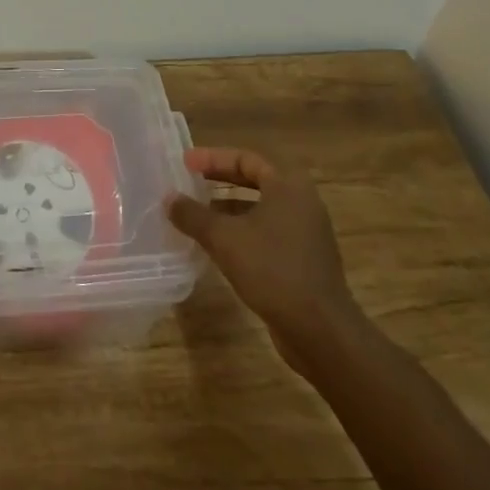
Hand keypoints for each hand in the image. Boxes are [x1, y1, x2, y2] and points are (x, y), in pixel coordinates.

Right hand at [167, 147, 360, 366]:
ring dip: (228, 210)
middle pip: (255, 181)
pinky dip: (242, 233)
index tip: (186, 163)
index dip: (213, 158)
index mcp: (288, 187)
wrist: (321, 331)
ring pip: (260, 210)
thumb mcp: (224, 238)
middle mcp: (301, 203)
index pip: (246, 159)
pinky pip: (267, 234)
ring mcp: (306, 233)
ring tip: (197, 216)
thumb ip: (193, 215)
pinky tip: (218, 247)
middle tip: (190, 182)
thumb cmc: (272, 270)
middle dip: (220, 181)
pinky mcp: (304, 260)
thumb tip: (169, 199)